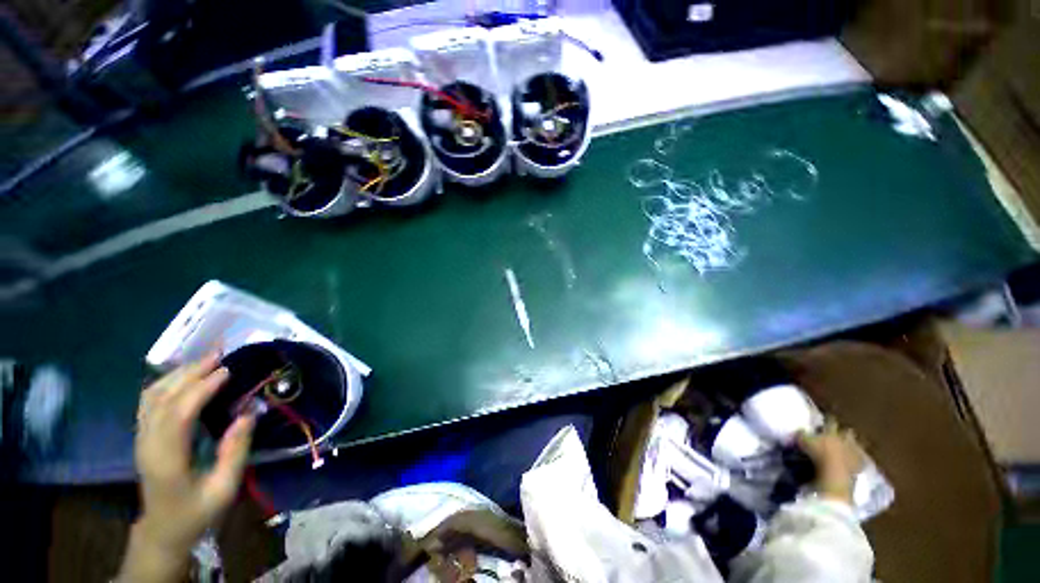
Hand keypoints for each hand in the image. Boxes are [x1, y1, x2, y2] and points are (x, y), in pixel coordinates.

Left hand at [119, 353, 254, 581]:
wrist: (163, 528)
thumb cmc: (197, 510)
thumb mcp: (224, 488)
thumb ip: (235, 451)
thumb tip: (248, 413)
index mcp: (167, 459)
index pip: (178, 414)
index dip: (201, 389)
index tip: (227, 371)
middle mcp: (148, 443)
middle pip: (163, 398)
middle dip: (191, 373)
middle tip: (220, 353)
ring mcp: (141, 438)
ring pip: (152, 395)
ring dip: (178, 374)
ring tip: (206, 359)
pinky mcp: (143, 435)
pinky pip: (149, 400)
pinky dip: (166, 382)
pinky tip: (184, 375)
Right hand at [797, 421, 864, 503]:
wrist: (835, 471)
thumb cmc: (817, 454)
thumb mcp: (803, 442)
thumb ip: (801, 434)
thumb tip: (800, 429)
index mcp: (831, 432)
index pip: (830, 422)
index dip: (829, 420)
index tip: (827, 418)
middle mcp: (844, 439)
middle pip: (847, 432)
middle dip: (845, 431)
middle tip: (842, 432)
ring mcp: (854, 451)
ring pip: (857, 445)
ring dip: (854, 445)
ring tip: (851, 446)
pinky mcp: (860, 463)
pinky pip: (862, 459)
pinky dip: (860, 459)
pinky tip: (857, 460)